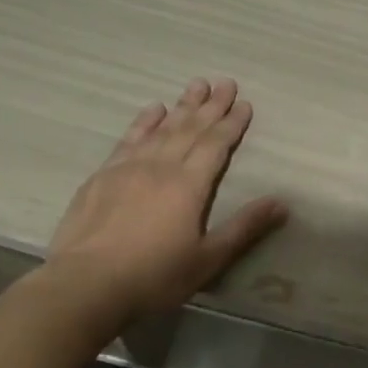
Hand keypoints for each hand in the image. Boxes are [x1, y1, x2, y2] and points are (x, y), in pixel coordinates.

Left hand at [42, 78, 287, 320]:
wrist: (85, 284)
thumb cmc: (154, 276)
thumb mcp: (208, 259)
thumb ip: (244, 228)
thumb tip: (281, 203)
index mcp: (189, 186)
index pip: (216, 145)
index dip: (232, 123)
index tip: (244, 103)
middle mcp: (160, 167)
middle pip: (190, 129)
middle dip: (211, 105)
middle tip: (225, 82)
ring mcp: (127, 168)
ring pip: (161, 128)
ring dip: (181, 106)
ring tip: (196, 85)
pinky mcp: (102, 177)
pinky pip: (129, 139)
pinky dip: (143, 122)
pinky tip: (151, 110)